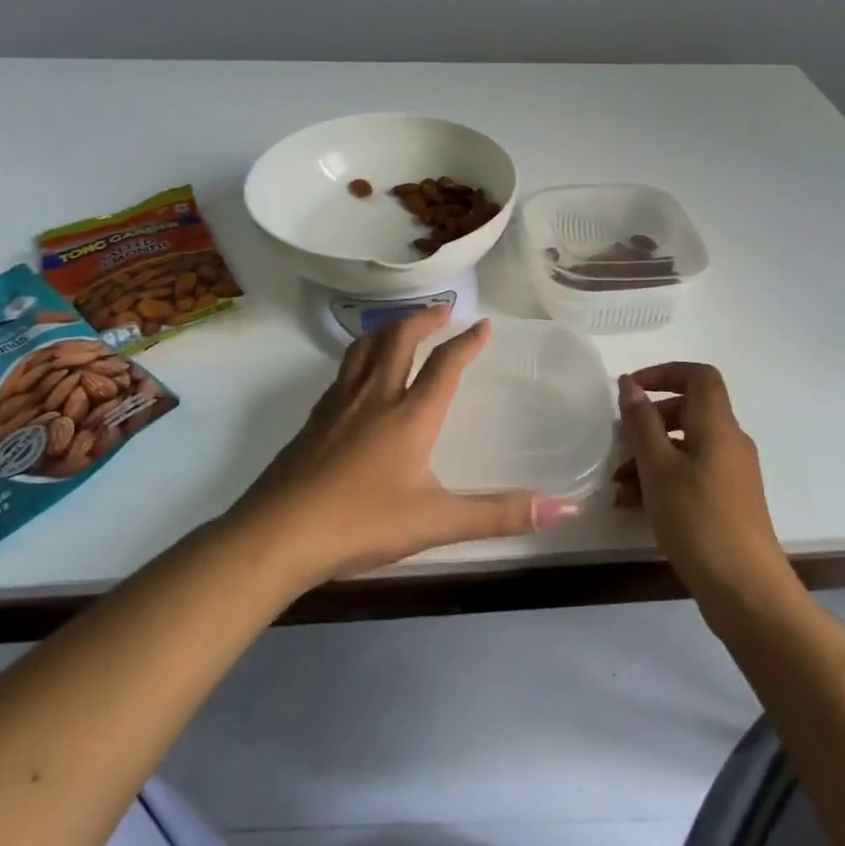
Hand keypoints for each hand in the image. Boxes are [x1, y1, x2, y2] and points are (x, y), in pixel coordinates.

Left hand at [231, 305, 581, 585]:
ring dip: (387, 329)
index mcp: (410, 414)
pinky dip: (360, 357)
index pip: (445, 364)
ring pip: (364, 348)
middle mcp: (375, 396)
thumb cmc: (362, 522)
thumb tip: (567, 506)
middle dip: (423, 318)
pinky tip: (359, 376)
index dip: (467, 341)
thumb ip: (500, 514)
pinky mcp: (313, 420)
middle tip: (441, 310)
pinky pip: (342, 372)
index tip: (483, 324)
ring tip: (399, 326)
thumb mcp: (437, 522)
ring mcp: (338, 404)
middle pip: (399, 338)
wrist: (277, 535)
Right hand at [613, 363, 799, 623]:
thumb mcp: (659, 468)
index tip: (631, 389)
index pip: (699, 376)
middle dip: (648, 422)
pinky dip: (662, 480)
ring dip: (649, 456)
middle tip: (617, 442)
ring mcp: (731, 474)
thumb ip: (641, 423)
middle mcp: (729, 443)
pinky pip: (690, 474)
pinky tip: (632, 506)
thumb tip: (630, 384)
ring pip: (685, 447)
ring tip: (617, 484)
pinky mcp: (728, 502)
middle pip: (688, 411)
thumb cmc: (699, 521)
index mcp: (718, 426)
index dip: (664, 372)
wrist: (747, 592)